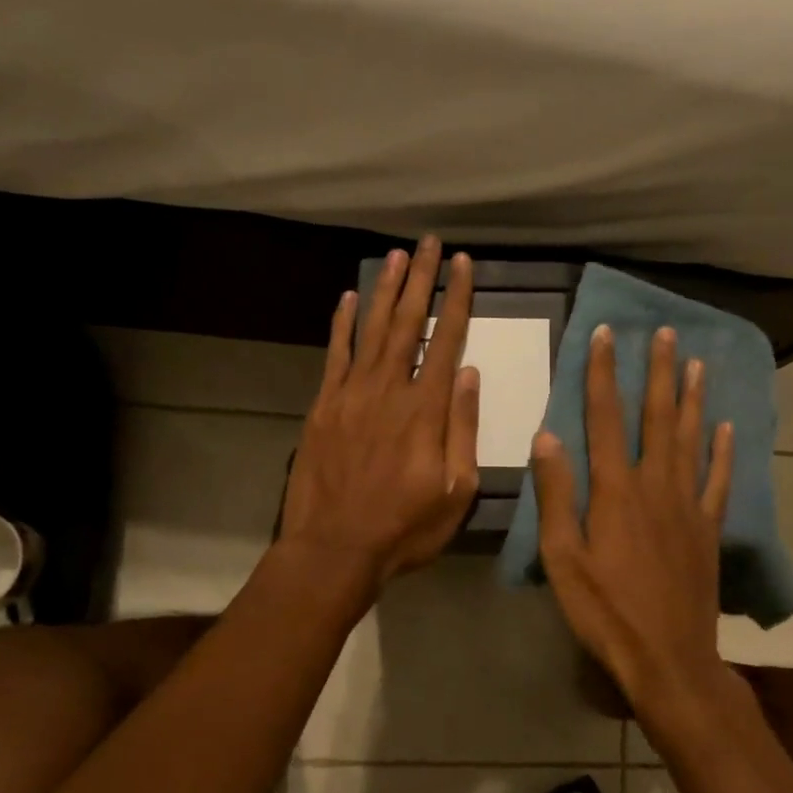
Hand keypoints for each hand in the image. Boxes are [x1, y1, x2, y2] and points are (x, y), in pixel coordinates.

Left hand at [278, 238, 480, 598]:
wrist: (334, 549)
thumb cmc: (405, 527)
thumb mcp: (457, 490)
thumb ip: (463, 428)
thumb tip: (469, 374)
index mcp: (426, 409)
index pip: (447, 339)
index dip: (456, 298)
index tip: (463, 264)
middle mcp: (389, 389)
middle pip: (408, 322)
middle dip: (420, 279)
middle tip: (428, 243)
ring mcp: (351, 394)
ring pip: (372, 330)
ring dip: (385, 290)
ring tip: (396, 256)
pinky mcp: (324, 406)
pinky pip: (335, 354)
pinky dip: (343, 324)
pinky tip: (350, 298)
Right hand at [531, 323, 734, 715]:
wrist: (668, 658)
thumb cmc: (605, 610)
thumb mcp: (562, 557)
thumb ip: (556, 494)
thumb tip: (547, 436)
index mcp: (615, 490)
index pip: (605, 417)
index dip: (602, 373)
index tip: (605, 334)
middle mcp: (655, 485)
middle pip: (656, 416)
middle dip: (658, 371)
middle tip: (666, 333)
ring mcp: (687, 505)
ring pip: (690, 439)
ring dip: (692, 398)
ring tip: (697, 363)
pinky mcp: (708, 529)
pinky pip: (718, 480)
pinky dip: (723, 451)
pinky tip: (727, 427)